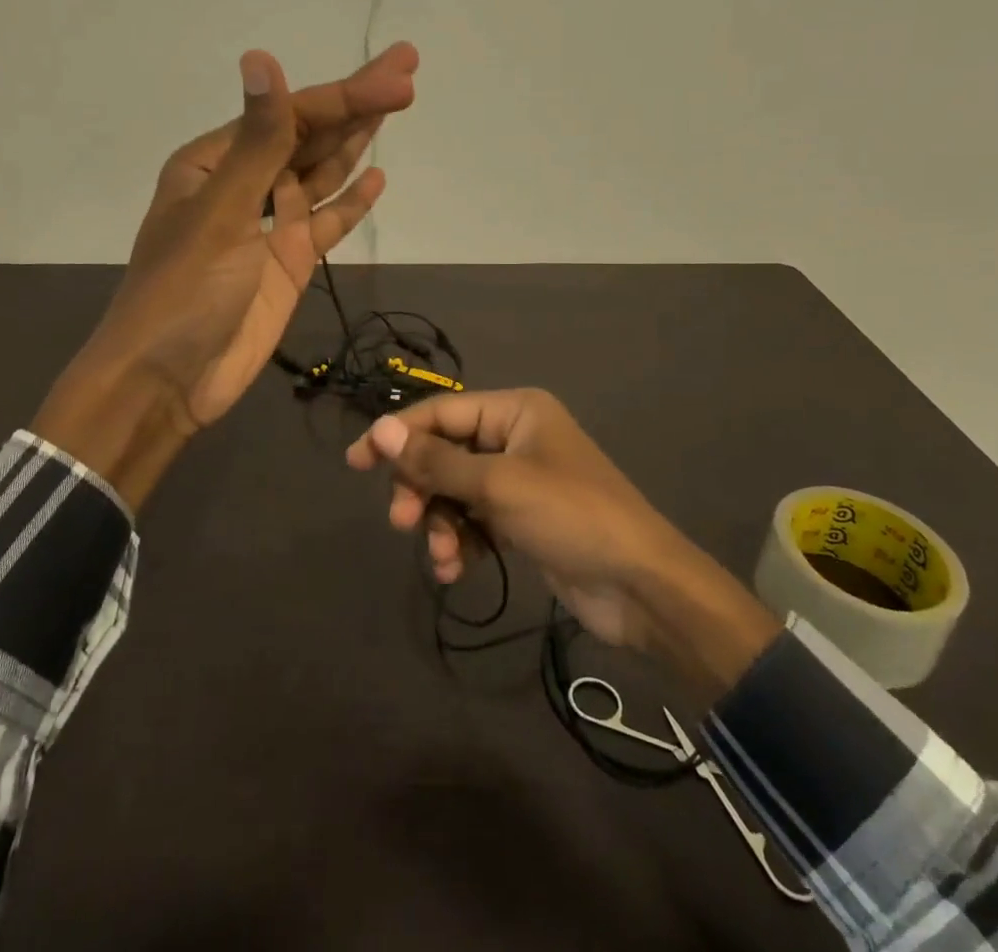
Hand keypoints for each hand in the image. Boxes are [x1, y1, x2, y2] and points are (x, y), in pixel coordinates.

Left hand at [35, 43, 418, 505]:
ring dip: (356, 143)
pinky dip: (351, 202)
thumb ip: (256, 141)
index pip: (291, 117)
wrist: (167, 381)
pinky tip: (377, 178)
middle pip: (310, 136)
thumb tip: (261, 57)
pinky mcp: (288, 263)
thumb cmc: (183, 292)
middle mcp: (243, 184)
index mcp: (215, 162)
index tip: (401, 78)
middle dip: (358, 104)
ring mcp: (269, 225)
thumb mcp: (221, 212)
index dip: (348, 96)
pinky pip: (326, 222)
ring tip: (397, 107)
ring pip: (321, 173)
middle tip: (408, 70)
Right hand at [346, 389, 780, 696]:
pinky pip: (475, 520)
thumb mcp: (498, 486)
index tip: (356, 462)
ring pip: (456, 491)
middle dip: (421, 487)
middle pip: (445, 452)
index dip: (398, 435)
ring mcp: (520, 479)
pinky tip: (455, 569)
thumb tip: (380, 430)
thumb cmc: (571, 517)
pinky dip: (461, 541)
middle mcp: (515, 437)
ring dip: (440, 522)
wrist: (642, 587)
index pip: (442, 413)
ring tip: (441, 557)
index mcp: (515, 410)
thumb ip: (436, 461)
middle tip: (402, 521)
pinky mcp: (523, 519)